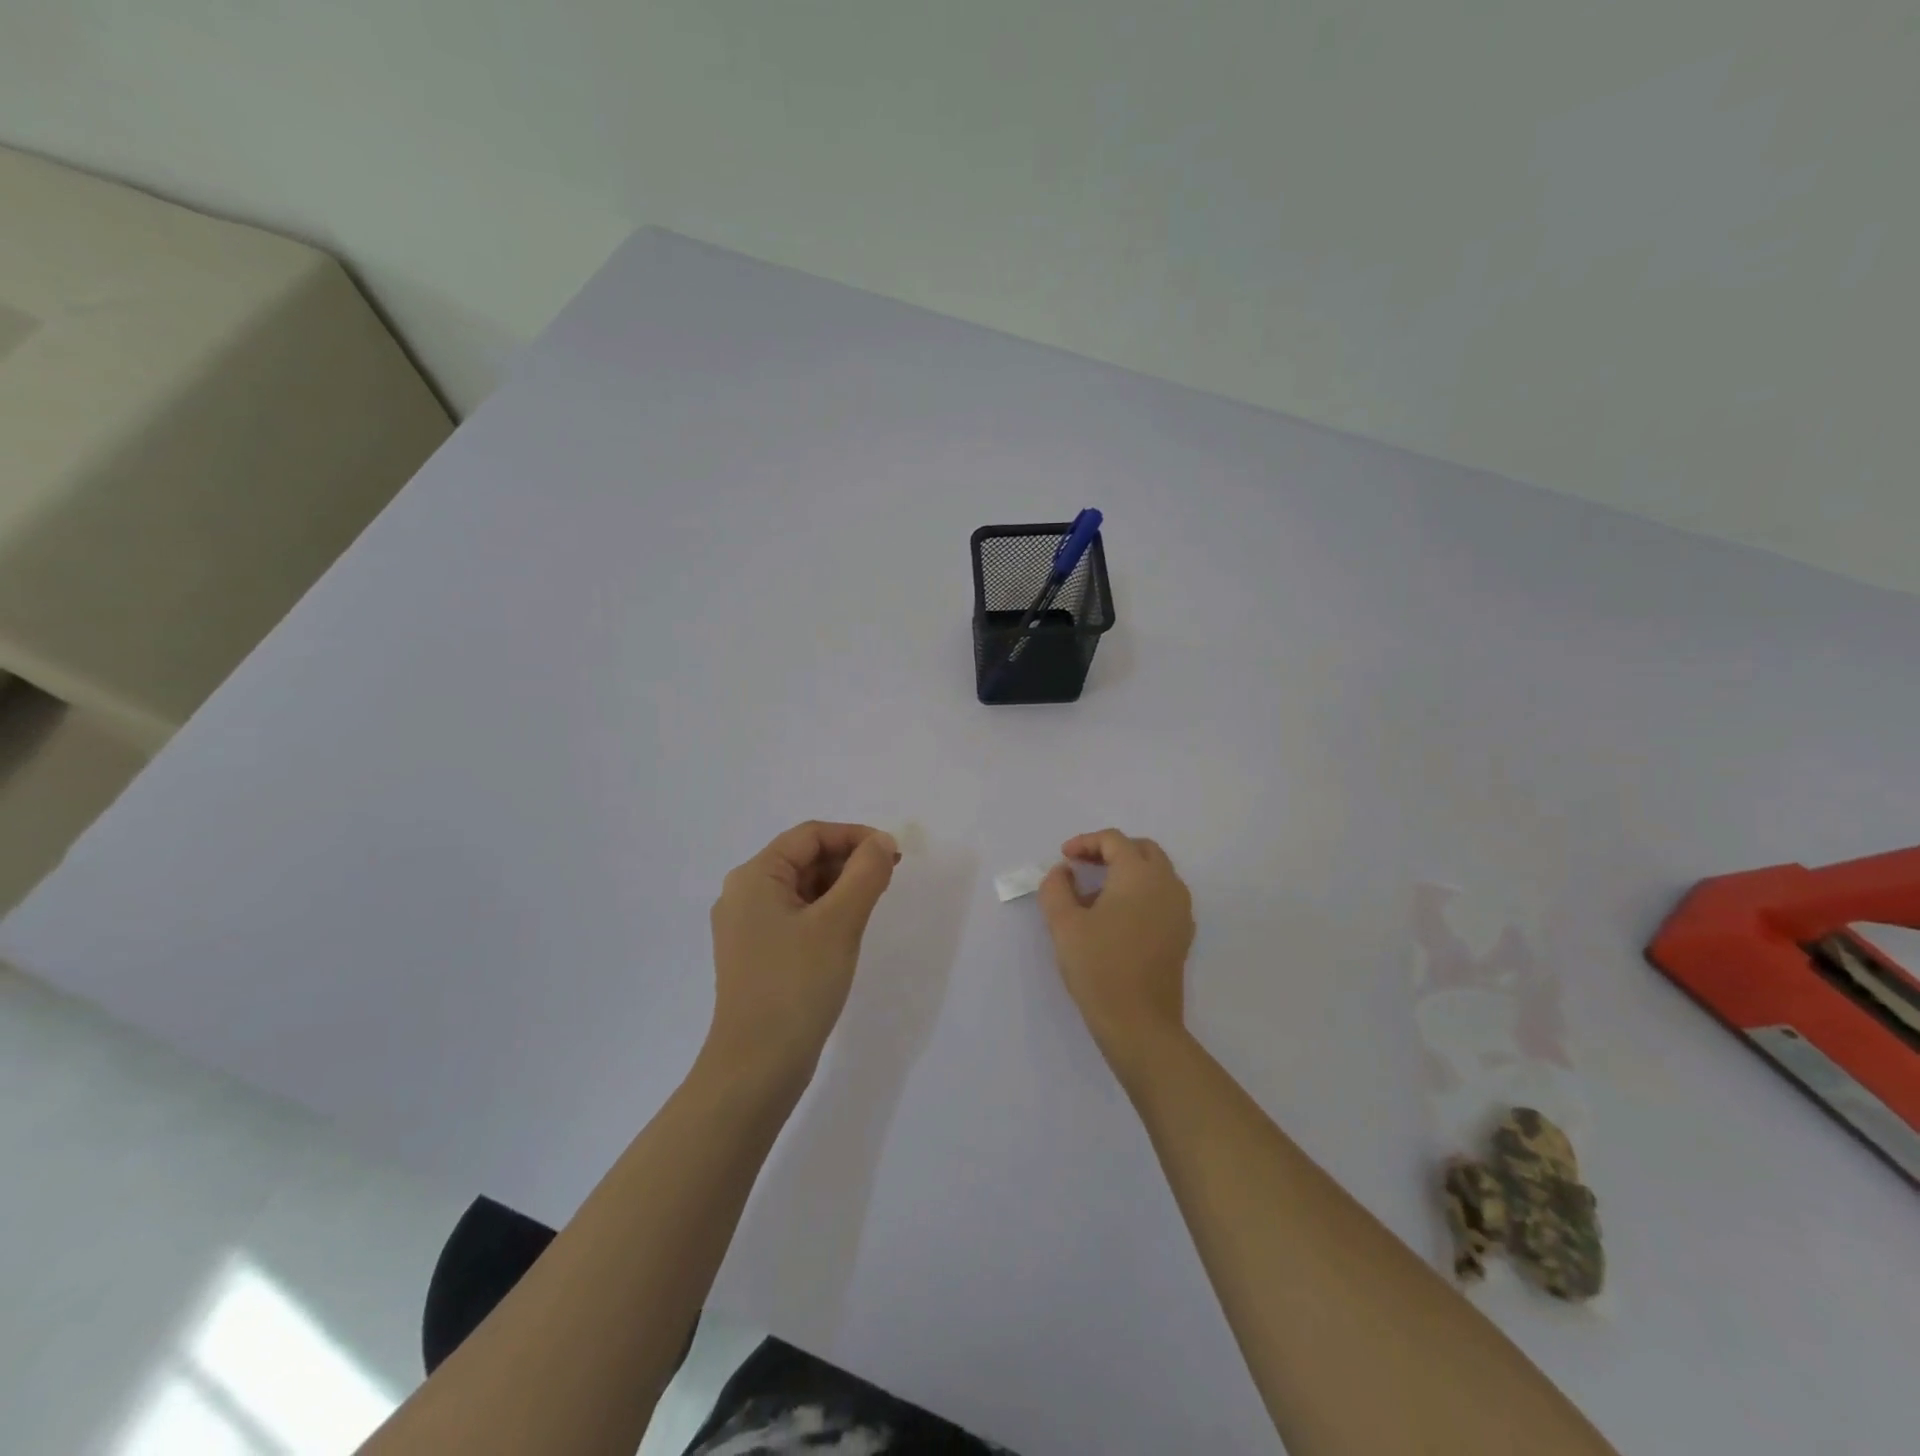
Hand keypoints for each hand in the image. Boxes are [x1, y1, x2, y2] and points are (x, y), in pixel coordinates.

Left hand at [706, 821, 900, 1081]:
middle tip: (890, 875)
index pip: (809, 836)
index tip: (893, 852)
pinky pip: (796, 916)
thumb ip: (865, 874)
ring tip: (875, 899)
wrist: (756, 1067)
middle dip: (848, 860)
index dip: (854, 836)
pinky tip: (849, 928)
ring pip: (801, 889)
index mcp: (754, 877)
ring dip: (840, 886)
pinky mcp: (757, 955)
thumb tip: (882, 842)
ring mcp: (747, 928)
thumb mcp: (839, 922)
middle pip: (803, 859)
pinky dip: (826, 912)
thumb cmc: (796, 985)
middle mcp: (743, 895)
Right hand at [1038, 829, 1194, 1068]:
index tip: (1063, 858)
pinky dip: (1140, 892)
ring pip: (1155, 872)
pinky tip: (1116, 917)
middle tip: (1082, 867)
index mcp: (1139, 875)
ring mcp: (1180, 909)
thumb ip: (1056, 888)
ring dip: (1126, 871)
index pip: (1114, 840)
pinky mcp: (1182, 933)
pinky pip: (1163, 896)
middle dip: (1110, 851)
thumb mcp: (1063, 924)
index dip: (1085, 842)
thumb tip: (1062, 872)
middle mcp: (1167, 884)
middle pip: (1141, 850)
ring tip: (1094, 894)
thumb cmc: (1099, 967)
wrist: (1139, 1023)